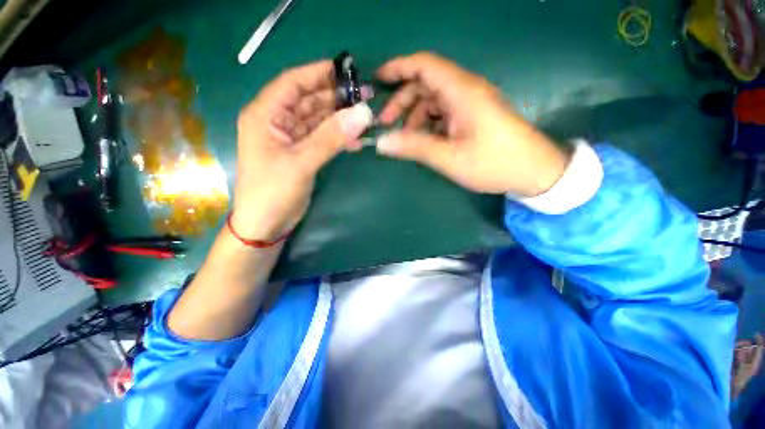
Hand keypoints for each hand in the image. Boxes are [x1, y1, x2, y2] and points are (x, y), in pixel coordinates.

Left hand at [233, 60, 372, 239]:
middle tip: (366, 96)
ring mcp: (291, 139)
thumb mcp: (301, 162)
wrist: (266, 224)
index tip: (348, 70)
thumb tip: (363, 113)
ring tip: (366, 118)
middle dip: (337, 98)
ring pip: (319, 120)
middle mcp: (277, 122)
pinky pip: (323, 139)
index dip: (320, 73)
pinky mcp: (302, 153)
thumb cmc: (273, 192)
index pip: (294, 82)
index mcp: (266, 114)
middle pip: (310, 100)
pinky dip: (339, 138)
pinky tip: (357, 141)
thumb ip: (331, 137)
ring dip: (341, 119)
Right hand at [375, 52, 568, 197]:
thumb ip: (414, 147)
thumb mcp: (449, 158)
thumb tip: (381, 142)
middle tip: (385, 124)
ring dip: (414, 115)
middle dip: (402, 101)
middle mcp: (465, 91)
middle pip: (425, 84)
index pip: (424, 65)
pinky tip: (422, 140)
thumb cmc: (493, 163)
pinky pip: (443, 113)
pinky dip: (428, 124)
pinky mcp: (472, 117)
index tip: (377, 80)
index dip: (398, 68)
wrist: (533, 171)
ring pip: (433, 100)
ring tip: (403, 138)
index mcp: (461, 92)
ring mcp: (470, 104)